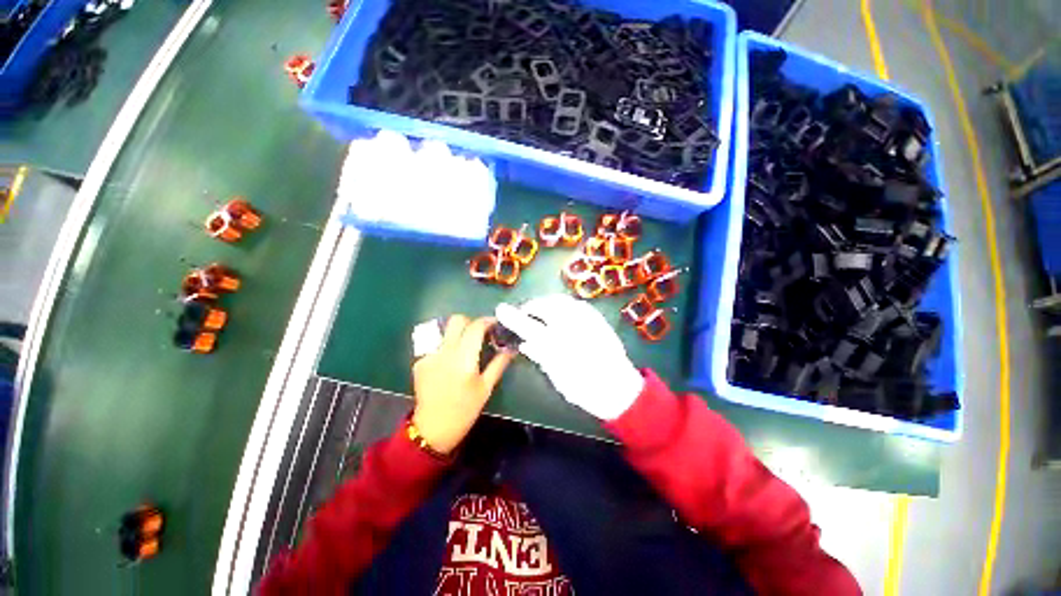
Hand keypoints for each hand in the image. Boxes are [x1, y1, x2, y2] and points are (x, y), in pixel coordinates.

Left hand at [411, 315, 514, 454]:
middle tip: (479, 335)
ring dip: (455, 334)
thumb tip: (510, 349)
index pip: (476, 327)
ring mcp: (429, 354)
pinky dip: (444, 349)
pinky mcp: (419, 361)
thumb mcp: (485, 389)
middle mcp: (445, 351)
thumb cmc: (464, 410)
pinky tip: (447, 365)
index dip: (487, 321)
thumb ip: (498, 365)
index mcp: (464, 358)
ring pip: (444, 331)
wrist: (434, 425)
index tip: (495, 325)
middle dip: (470, 323)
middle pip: (456, 320)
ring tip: (462, 350)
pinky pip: (434, 346)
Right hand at [496, 295, 643, 419]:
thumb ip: (542, 357)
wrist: (619, 389)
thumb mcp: (559, 378)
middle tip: (525, 315)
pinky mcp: (600, 320)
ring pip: (563, 302)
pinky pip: (579, 306)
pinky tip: (563, 317)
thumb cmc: (586, 389)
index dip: (513, 317)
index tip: (501, 310)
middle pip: (547, 306)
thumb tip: (526, 343)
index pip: (529, 325)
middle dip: (533, 307)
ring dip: (549, 305)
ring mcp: (589, 320)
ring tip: (542, 315)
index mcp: (557, 344)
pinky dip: (566, 307)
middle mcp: (572, 327)